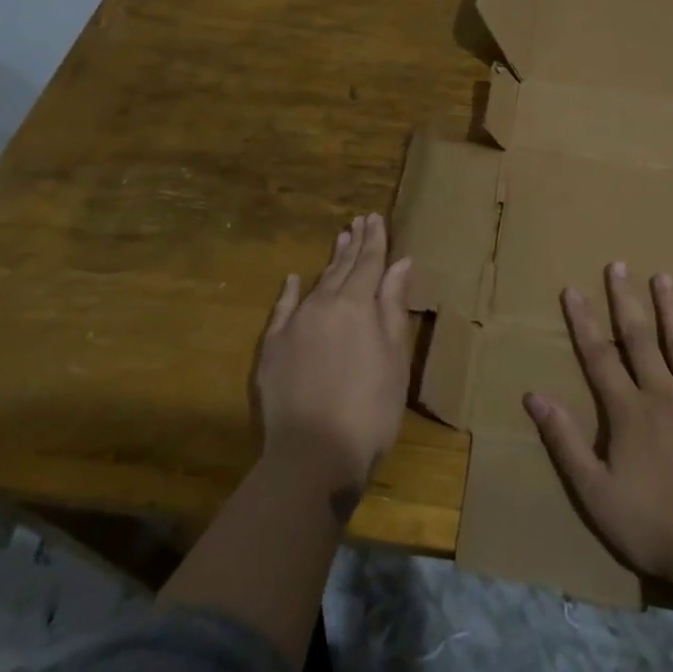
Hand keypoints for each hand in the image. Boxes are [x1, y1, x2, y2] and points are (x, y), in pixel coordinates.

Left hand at [255, 214, 414, 514]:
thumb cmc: (370, 409)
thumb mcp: (394, 358)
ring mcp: (294, 324)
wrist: (313, 454)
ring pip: (316, 282)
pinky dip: (289, 291)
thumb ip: (393, 307)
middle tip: (360, 220)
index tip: (376, 217)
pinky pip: (282, 308)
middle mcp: (324, 304)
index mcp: (357, 305)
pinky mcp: (272, 347)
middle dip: (354, 243)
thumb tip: (400, 263)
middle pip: (343, 267)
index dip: (375, 241)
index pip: (370, 263)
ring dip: (329, 261)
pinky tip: (293, 279)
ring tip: (340, 238)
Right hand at [523, 262, 672, 589]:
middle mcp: (663, 395)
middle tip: (619, 265)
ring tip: (665, 278)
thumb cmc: (652, 524)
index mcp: (628, 411)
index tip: (573, 289)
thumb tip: (533, 396)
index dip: (583, 322)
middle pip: (640, 340)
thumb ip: (565, 441)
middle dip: (626, 301)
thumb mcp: (594, 490)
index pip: (599, 357)